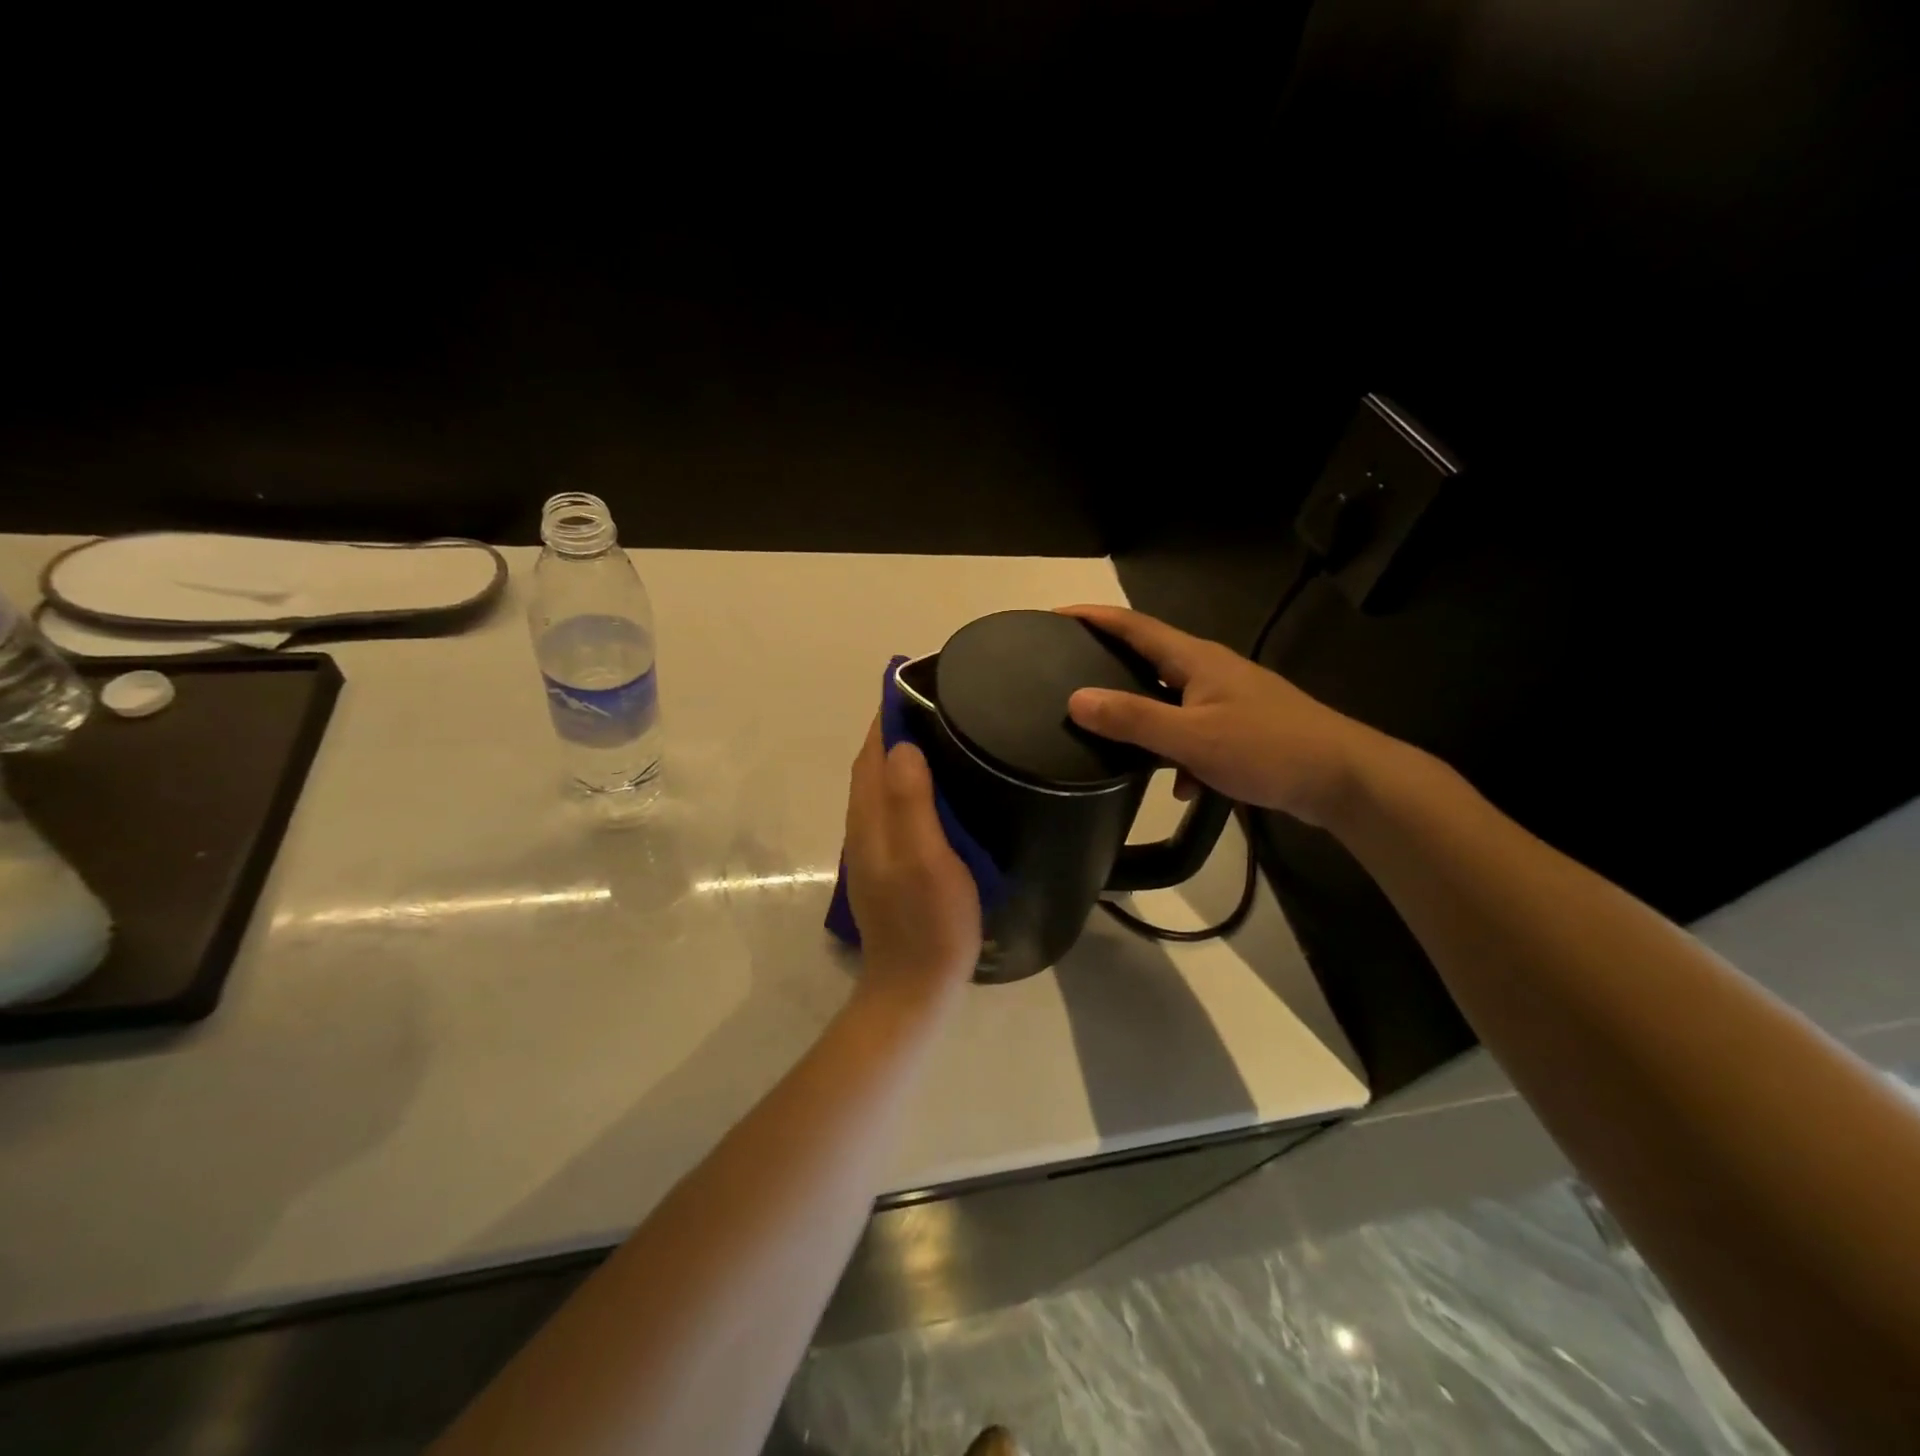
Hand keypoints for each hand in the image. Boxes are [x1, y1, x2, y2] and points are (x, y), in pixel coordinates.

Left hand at [843, 715, 982, 1006]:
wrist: (913, 986)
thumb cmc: (929, 922)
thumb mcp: (927, 860)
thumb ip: (911, 803)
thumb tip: (902, 746)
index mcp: (871, 818)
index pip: (873, 751)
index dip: (889, 716)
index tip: (917, 685)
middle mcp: (864, 826)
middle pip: (872, 764)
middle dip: (894, 729)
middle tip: (938, 705)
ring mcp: (873, 848)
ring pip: (881, 786)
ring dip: (900, 755)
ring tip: (940, 735)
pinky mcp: (887, 864)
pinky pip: (892, 807)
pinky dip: (907, 784)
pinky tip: (936, 788)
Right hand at [1058, 604, 1382, 826]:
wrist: (1343, 779)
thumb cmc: (1267, 748)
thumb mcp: (1192, 737)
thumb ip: (1133, 719)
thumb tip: (1075, 699)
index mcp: (1196, 660)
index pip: (1134, 626)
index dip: (1094, 618)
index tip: (1055, 616)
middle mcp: (1210, 671)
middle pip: (1150, 659)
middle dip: (1111, 664)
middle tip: (1070, 673)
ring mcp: (1228, 700)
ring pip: (1171, 701)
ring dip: (1145, 719)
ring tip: (1111, 737)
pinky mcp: (1242, 728)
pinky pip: (1194, 733)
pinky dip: (1180, 754)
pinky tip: (1181, 786)